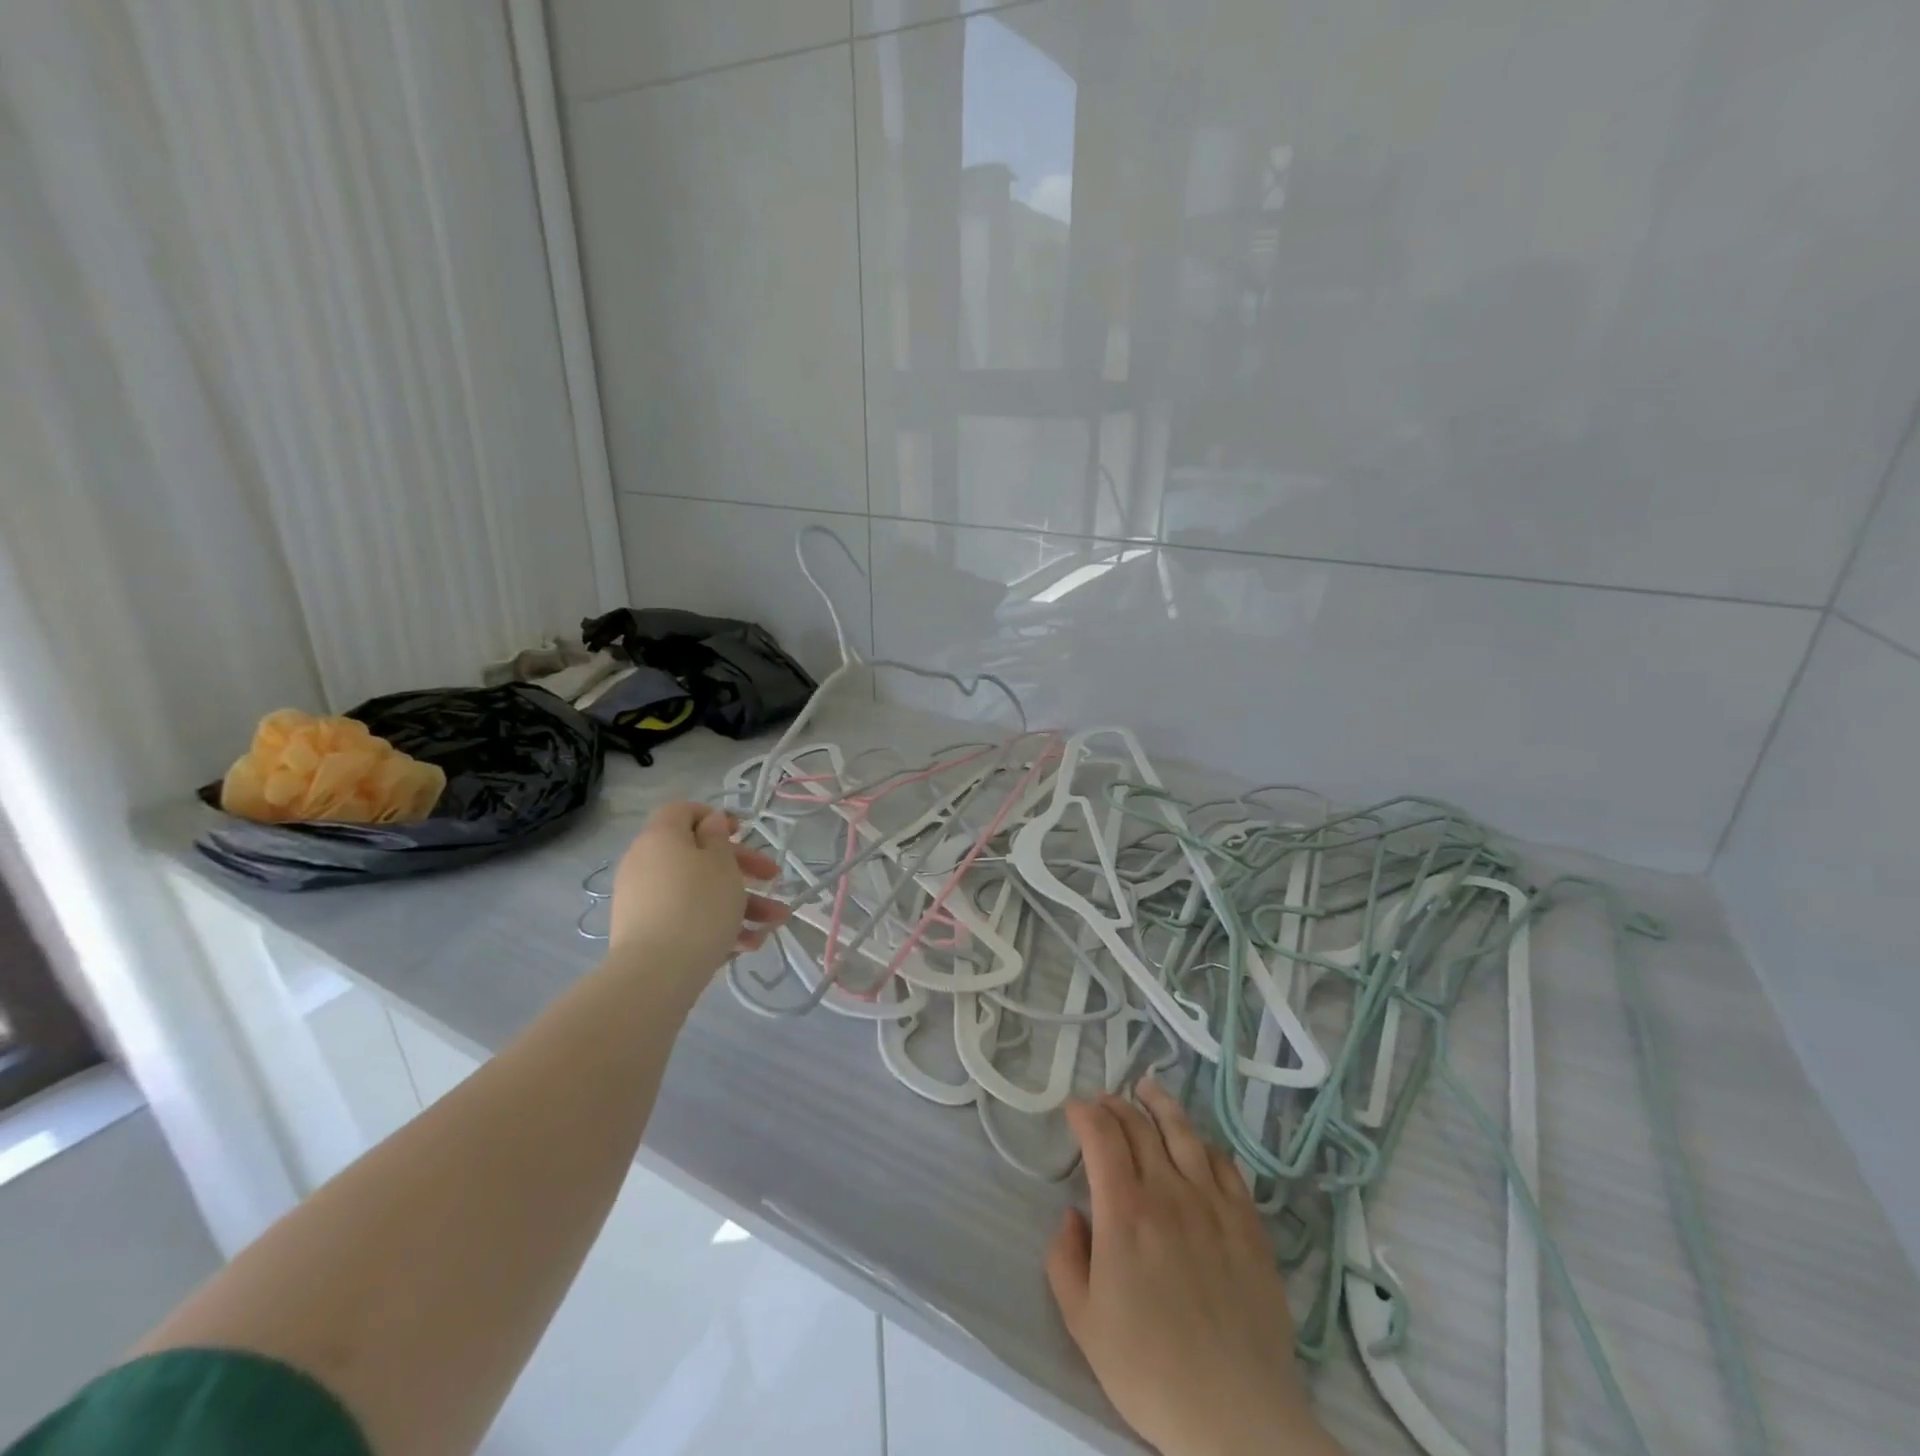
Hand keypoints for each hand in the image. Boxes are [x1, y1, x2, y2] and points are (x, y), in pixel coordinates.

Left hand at [607, 803, 786, 983]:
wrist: (655, 974)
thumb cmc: (698, 906)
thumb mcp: (721, 864)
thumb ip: (718, 837)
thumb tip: (710, 821)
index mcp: (662, 838)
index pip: (683, 811)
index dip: (714, 817)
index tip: (743, 832)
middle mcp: (646, 863)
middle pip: (699, 855)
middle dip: (743, 868)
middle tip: (774, 878)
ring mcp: (644, 900)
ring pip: (699, 891)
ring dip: (741, 903)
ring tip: (774, 923)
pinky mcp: (647, 932)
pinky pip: (687, 917)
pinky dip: (717, 925)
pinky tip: (749, 945)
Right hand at [1046, 1081, 1343, 1455]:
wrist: (1237, 1417)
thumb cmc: (1150, 1371)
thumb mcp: (1083, 1322)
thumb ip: (1065, 1259)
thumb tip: (1073, 1215)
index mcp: (1124, 1210)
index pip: (1101, 1135)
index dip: (1084, 1113)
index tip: (1073, 1110)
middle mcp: (1169, 1191)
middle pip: (1140, 1125)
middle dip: (1116, 1105)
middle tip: (1103, 1102)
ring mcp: (1214, 1204)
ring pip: (1184, 1132)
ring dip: (1160, 1104)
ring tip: (1148, 1089)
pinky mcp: (1249, 1224)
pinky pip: (1225, 1165)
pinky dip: (1204, 1144)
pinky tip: (1197, 1144)